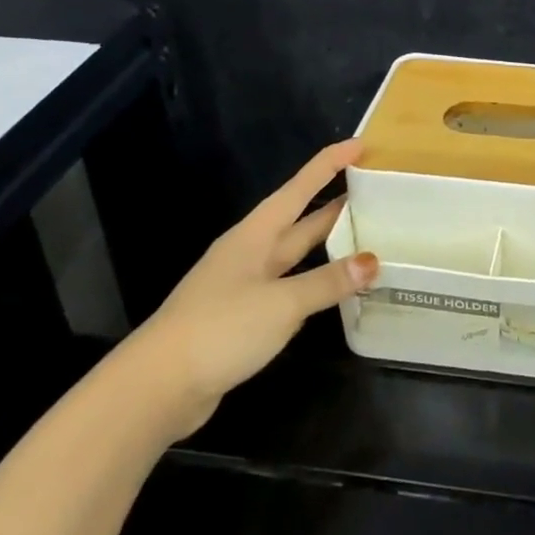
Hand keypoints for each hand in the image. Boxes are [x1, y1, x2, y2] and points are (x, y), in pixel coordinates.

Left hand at [119, 139, 377, 436]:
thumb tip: (374, 261)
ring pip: (298, 255)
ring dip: (331, 244)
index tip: (362, 145)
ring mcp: (247, 286)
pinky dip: (318, 283)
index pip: (300, 188)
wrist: (157, 389)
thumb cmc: (219, 329)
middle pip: (301, 220)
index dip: (330, 164)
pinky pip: (292, 288)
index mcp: (255, 235)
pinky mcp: (246, 317)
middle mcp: (252, 253)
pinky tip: (339, 287)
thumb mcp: (282, 303)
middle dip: (337, 203)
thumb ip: (328, 282)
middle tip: (378, 191)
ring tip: (370, 234)